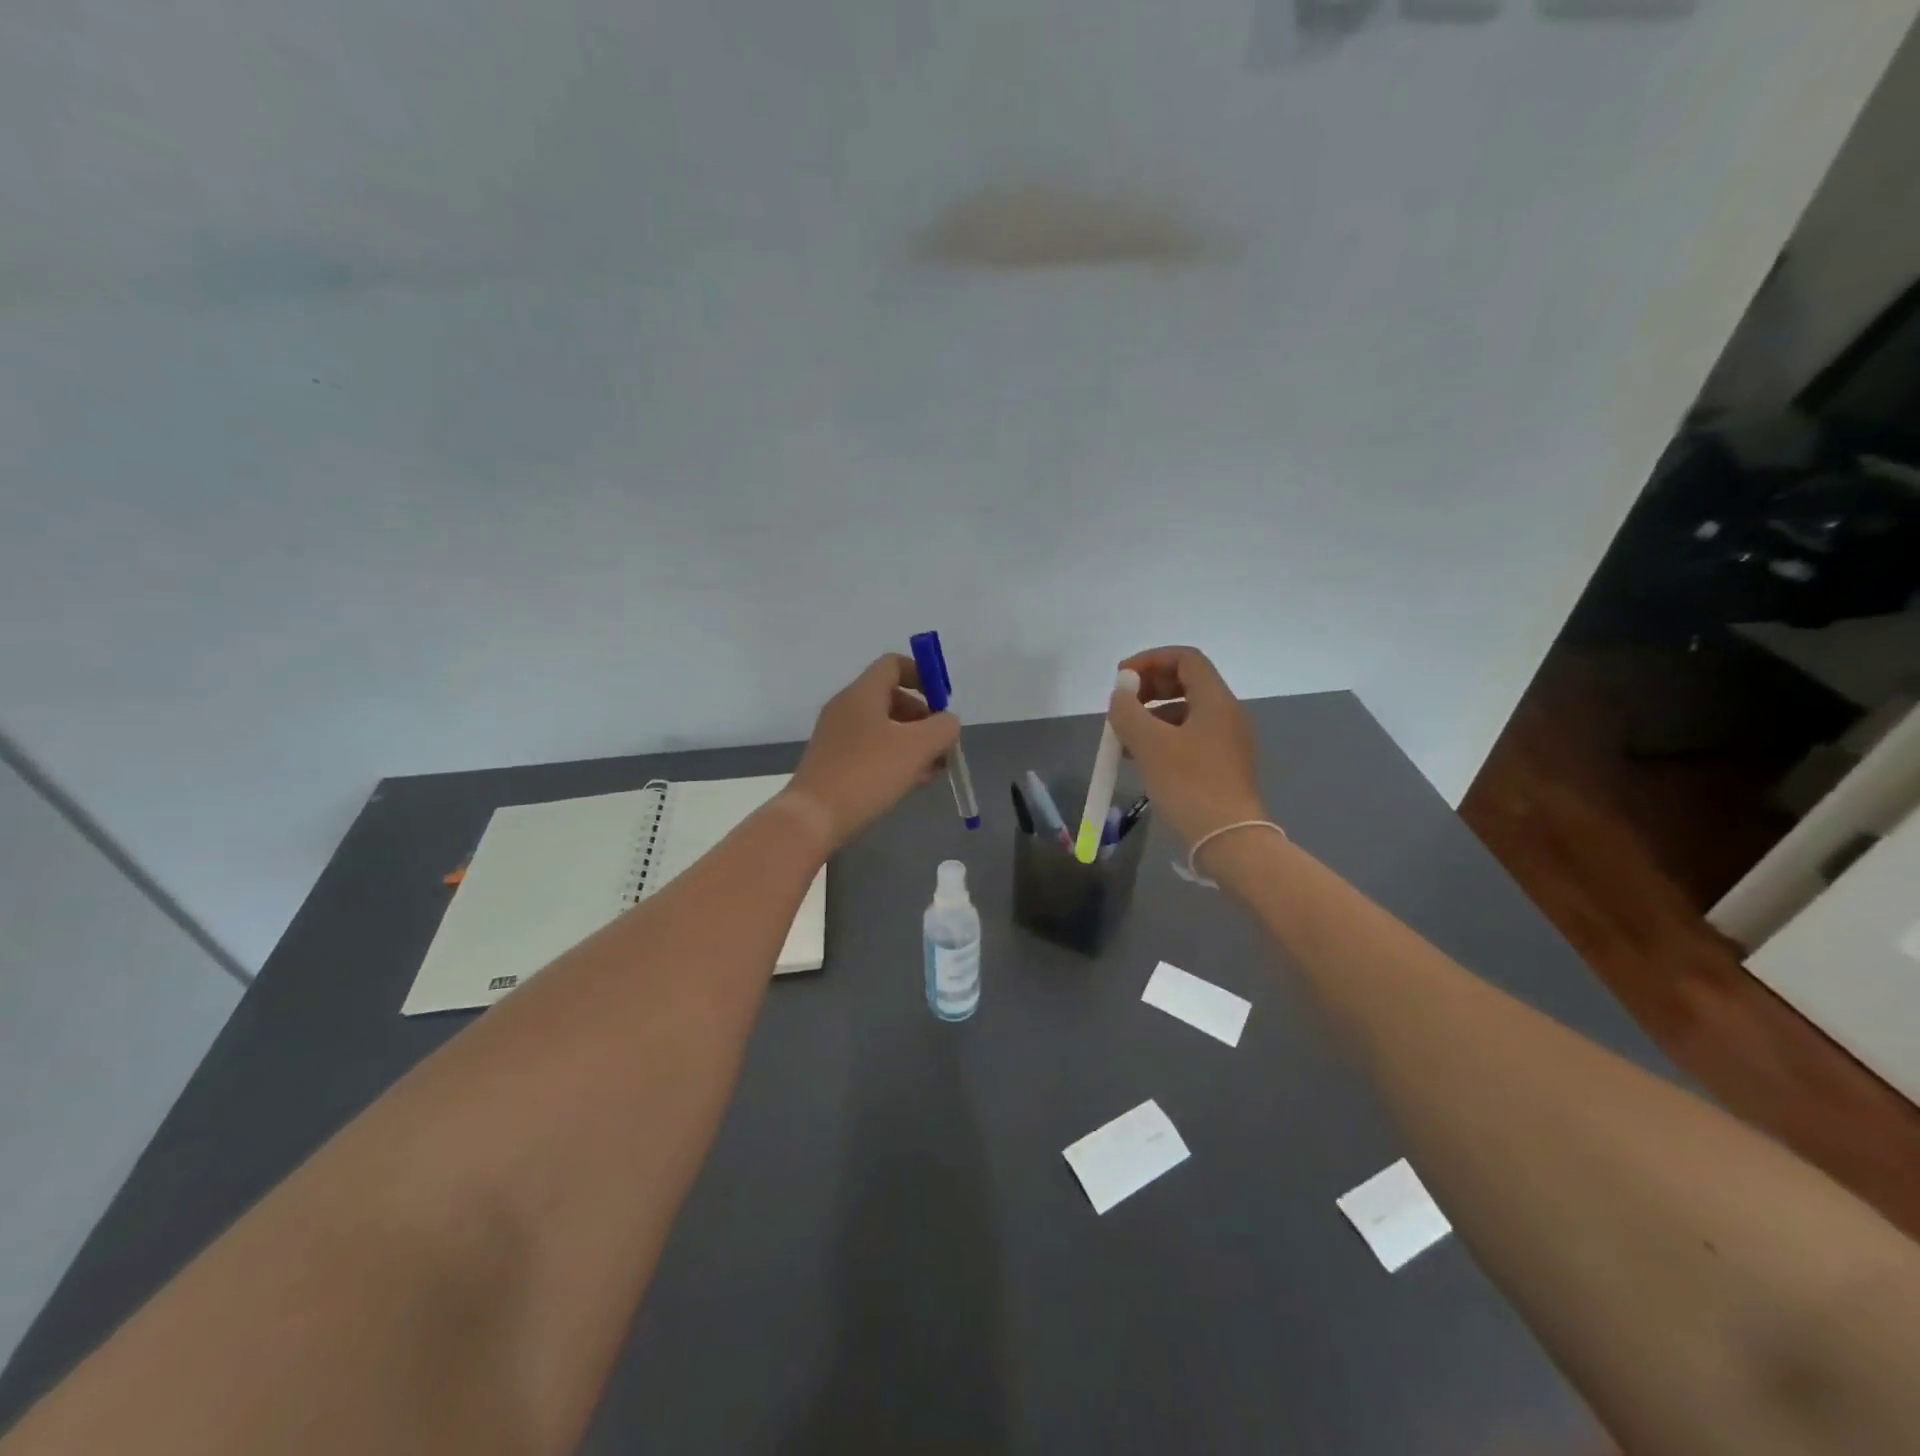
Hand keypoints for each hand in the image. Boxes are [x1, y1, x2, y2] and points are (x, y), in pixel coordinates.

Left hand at [785, 654, 960, 851]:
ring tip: (933, 769)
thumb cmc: (868, 773)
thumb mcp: (918, 747)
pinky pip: (871, 748)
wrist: (814, 818)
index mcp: (862, 693)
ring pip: (883, 727)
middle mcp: (846, 707)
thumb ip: (943, 728)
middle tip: (942, 744)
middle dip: (923, 717)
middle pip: (892, 697)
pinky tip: (911, 782)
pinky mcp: (833, 761)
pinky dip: (894, 757)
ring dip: (912, 742)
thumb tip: (947, 721)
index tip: (942, 702)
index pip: (893, 664)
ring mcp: (836, 735)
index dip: (922, 675)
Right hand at [1106, 646, 1268, 854]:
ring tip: (1123, 738)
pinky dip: (1162, 738)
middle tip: (1121, 707)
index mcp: (1216, 700)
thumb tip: (1120, 696)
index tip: (1121, 680)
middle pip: (1185, 682)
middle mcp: (1226, 714)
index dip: (1150, 660)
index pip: (1185, 658)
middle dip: (1148, 689)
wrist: (1227, 840)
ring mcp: (1226, 741)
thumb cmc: (1189, 785)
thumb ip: (1128, 711)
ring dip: (1151, 716)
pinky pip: (1188, 737)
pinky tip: (1140, 759)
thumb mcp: (1149, 744)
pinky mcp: (1221, 766)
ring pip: (1184, 712)